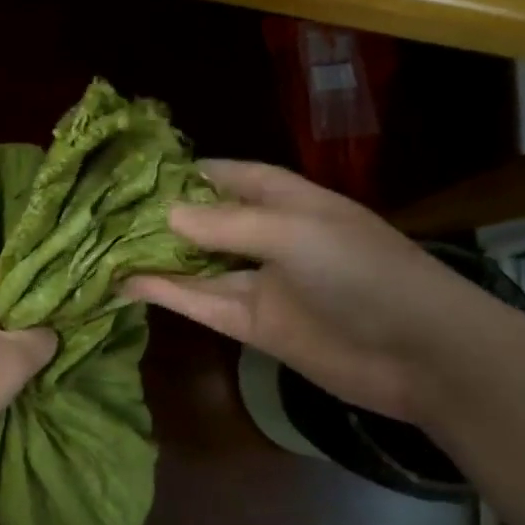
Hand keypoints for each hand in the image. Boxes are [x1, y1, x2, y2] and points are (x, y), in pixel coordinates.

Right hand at [121, 160, 509, 424]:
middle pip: (208, 220)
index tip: (139, 170)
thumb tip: (166, 213)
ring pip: (198, 264)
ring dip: (157, 256)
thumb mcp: (296, 234)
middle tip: (106, 211)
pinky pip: (203, 303)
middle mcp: (271, 238)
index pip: (233, 175)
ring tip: (103, 246)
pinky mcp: (254, 325)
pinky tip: (127, 283)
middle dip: (164, 215)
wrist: (421, 354)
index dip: (191, 171)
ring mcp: (261, 283)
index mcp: (290, 201)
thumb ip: (229, 224)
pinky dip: (168, 293)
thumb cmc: (364, 273)